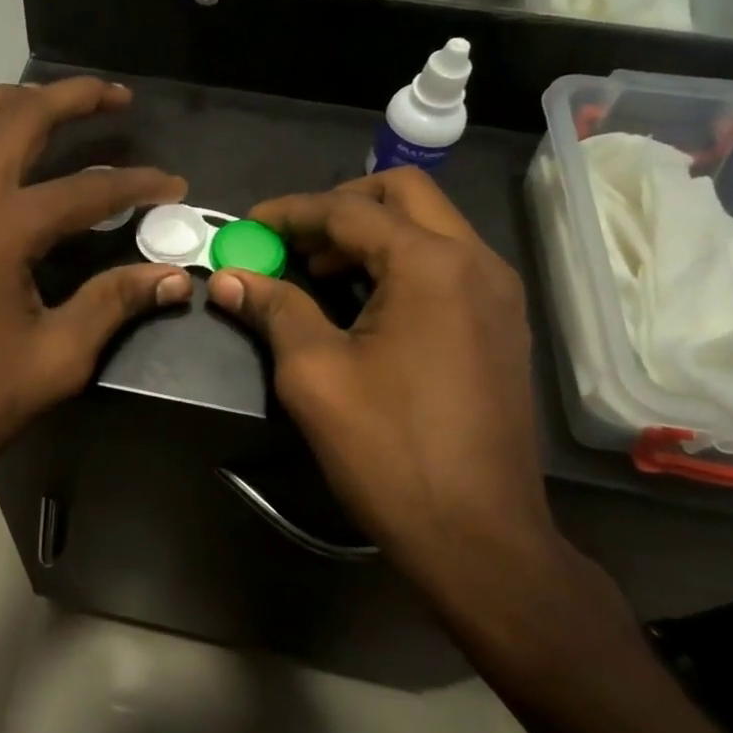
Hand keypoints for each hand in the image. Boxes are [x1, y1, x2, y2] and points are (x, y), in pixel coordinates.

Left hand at [0, 79, 191, 504]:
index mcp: (3, 228)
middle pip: (16, 121)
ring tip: (33, 102)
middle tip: (112, 97)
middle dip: (70, 98)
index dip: (138, 185)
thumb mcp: (58, 358)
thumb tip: (173, 277)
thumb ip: (115, 303)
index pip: (88, 190)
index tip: (176, 187)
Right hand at [206, 169, 552, 592]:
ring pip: (429, 225)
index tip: (248, 225)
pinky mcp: (503, 323)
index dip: (290, 212)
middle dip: (339, 206)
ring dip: (370, 232)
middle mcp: (475, 261)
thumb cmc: (389, 451)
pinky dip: (400, 261)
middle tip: (293, 239)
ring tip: (318, 269)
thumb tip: (230, 279)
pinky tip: (364, 302)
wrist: (480, 538)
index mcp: (430, 264)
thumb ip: (274, 309)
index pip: (347, 210)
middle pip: (402, 194)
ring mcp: (498, 292)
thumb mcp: (314, 374)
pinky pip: (446, 262)